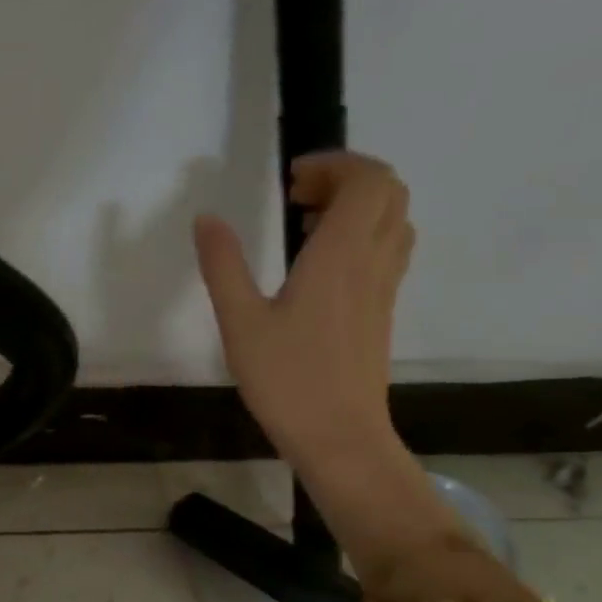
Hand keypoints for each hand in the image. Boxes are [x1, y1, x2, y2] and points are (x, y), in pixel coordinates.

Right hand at [194, 152, 449, 571]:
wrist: (340, 436)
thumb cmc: (287, 380)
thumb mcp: (240, 322)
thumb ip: (223, 265)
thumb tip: (207, 219)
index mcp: (341, 256)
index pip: (367, 180)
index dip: (334, 164)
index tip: (290, 181)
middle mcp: (373, 262)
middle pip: (389, 192)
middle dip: (346, 179)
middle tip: (297, 199)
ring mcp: (384, 287)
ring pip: (394, 220)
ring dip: (358, 206)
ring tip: (307, 226)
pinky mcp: (382, 310)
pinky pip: (388, 249)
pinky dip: (362, 235)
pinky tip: (320, 265)